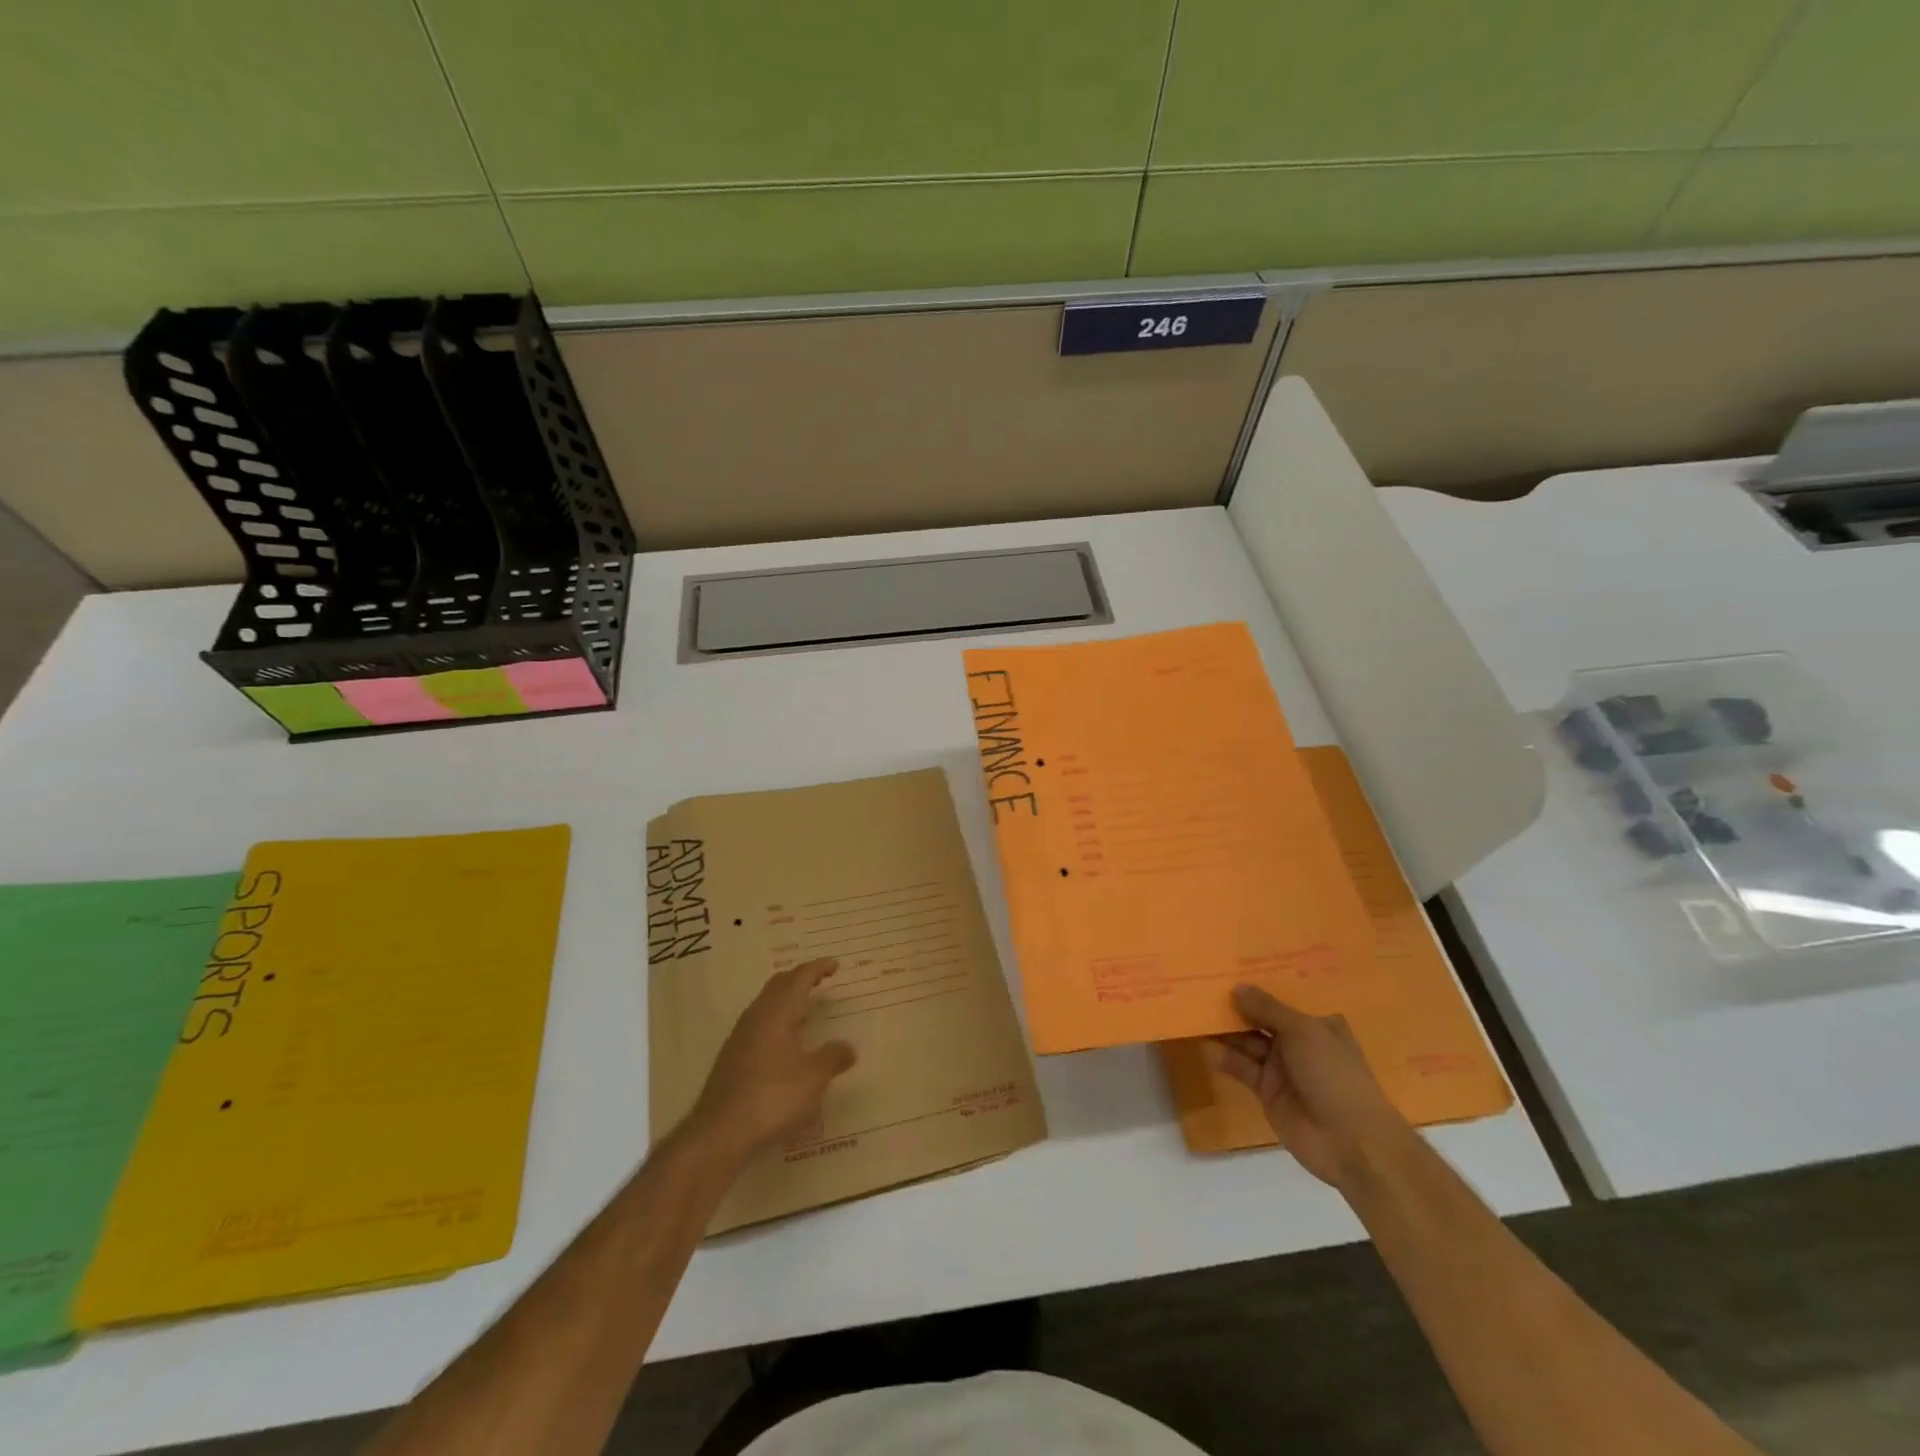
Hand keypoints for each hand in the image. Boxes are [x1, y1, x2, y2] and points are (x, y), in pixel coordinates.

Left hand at [686, 958, 856, 1163]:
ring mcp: (739, 1038)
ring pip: (765, 1005)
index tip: (835, 965)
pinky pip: (758, 1025)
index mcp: (777, 1013)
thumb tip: (849, 1047)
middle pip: (778, 985)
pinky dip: (775, 1021)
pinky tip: (784, 1043)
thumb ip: (832, 1058)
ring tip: (804, 1009)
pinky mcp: (731, 1059)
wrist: (720, 1133)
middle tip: (820, 980)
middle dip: (799, 978)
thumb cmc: (772, 1097)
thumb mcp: (813, 1079)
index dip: (818, 968)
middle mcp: (756, 1017)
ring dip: (785, 1000)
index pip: (799, 978)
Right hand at [1215, 984, 1412, 1191]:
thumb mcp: (1303, 1032)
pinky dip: (1225, 1058)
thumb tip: (1238, 987)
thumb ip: (1267, 1009)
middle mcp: (1299, 1043)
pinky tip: (1205, 1045)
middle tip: (1202, 987)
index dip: (1259, 986)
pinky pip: (1242, 1068)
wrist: (1350, 1142)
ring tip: (1195, 1011)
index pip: (1283, 999)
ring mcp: (1283, 1068)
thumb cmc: (1333, 1074)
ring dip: (1226, 1031)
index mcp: (1317, 1024)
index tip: (1230, 967)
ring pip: (1248, 1042)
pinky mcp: (1268, 1092)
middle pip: (1262, 1020)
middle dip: (1237, 1006)